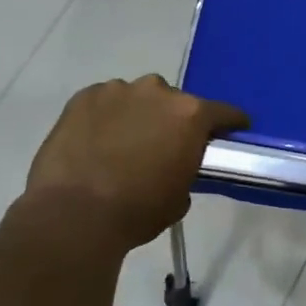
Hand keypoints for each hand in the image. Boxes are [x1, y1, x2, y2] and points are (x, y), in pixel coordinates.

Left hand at [20, 75, 247, 252]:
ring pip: (138, 98)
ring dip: (139, 114)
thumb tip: (176, 164)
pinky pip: (106, 101)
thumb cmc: (137, 210)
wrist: (74, 215)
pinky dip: (107, 116)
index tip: (231, 133)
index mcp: (190, 115)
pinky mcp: (83, 97)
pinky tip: (97, 139)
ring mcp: (117, 90)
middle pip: (176, 101)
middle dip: (174, 120)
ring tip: (125, 142)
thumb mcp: (180, 196)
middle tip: (165, 145)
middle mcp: (157, 92)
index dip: (230, 124)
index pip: (224, 112)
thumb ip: (187, 169)